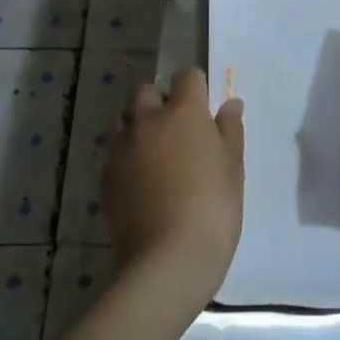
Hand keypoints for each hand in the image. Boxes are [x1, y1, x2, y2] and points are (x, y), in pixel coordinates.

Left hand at [104, 67, 244, 310]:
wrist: (167, 262)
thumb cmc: (213, 210)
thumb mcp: (233, 169)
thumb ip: (229, 130)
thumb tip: (229, 104)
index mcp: (183, 112)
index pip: (186, 76)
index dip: (196, 88)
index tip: (205, 110)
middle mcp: (147, 121)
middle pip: (146, 92)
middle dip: (160, 102)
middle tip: (179, 133)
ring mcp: (121, 149)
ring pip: (126, 121)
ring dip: (140, 128)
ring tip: (157, 158)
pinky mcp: (105, 178)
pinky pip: (116, 154)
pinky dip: (128, 158)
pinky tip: (143, 185)